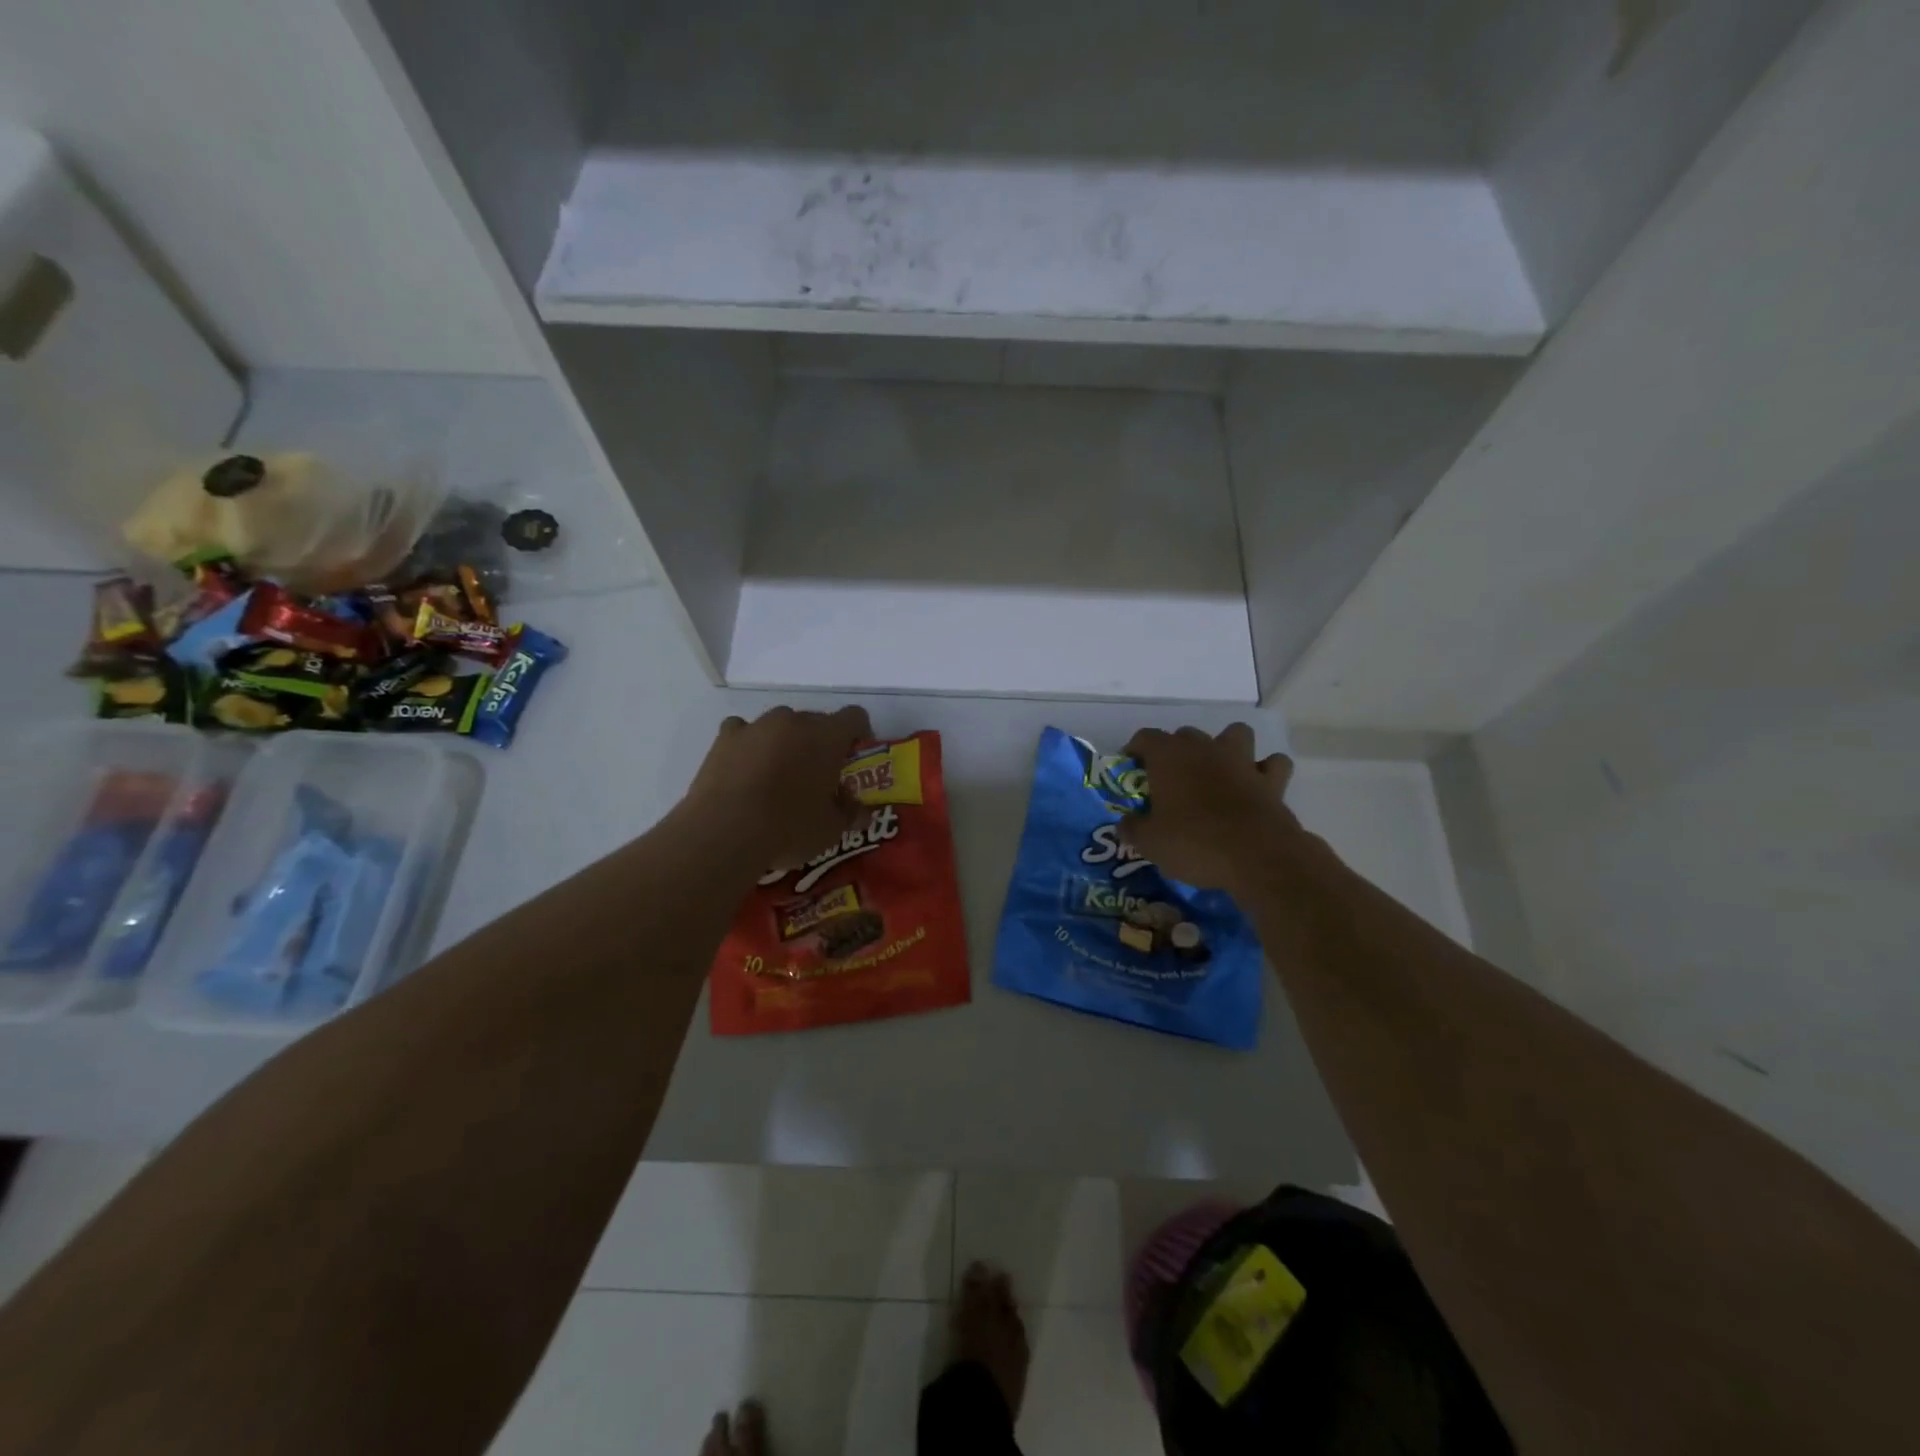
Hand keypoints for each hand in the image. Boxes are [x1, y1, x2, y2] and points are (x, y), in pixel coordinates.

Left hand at [680, 705, 872, 871]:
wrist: (724, 832)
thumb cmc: (788, 828)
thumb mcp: (830, 830)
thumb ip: (849, 814)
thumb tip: (861, 811)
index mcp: (827, 737)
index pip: (855, 717)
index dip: (859, 734)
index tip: (854, 757)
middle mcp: (793, 721)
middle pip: (816, 721)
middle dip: (820, 743)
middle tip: (817, 776)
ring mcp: (757, 726)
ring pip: (780, 725)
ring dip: (785, 743)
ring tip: (778, 776)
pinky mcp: (725, 737)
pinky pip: (743, 731)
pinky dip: (748, 745)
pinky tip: (745, 769)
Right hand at [1120, 724, 1306, 896]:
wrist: (1258, 858)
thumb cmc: (1194, 843)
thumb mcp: (1149, 843)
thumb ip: (1133, 828)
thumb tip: (1126, 823)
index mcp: (1169, 756)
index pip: (1145, 737)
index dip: (1135, 751)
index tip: (1132, 770)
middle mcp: (1205, 748)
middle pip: (1185, 735)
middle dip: (1176, 751)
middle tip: (1170, 780)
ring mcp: (1242, 761)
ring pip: (1235, 734)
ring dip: (1226, 747)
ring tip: (1218, 771)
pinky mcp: (1272, 781)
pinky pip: (1272, 764)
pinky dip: (1265, 770)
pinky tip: (1256, 786)